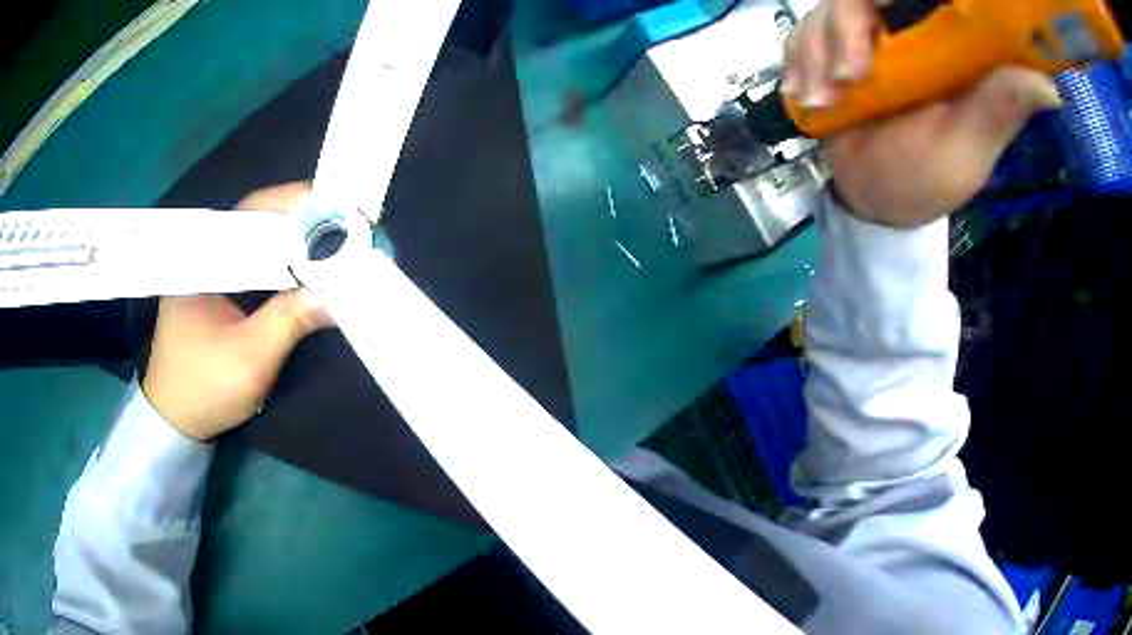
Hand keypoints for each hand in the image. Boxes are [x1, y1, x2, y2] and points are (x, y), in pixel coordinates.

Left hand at [142, 182, 331, 440]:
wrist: (176, 420)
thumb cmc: (204, 389)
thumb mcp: (249, 360)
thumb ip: (289, 322)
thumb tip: (338, 294)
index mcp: (203, 258)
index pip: (255, 212)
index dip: (298, 206)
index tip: (339, 210)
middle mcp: (207, 252)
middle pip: (262, 222)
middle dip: (304, 222)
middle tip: (349, 229)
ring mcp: (214, 270)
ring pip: (261, 242)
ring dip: (297, 243)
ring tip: (337, 245)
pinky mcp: (221, 288)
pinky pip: (258, 264)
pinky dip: (285, 265)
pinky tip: (309, 272)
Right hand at [783, 0, 1062, 227]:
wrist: (871, 195)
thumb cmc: (924, 179)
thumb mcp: (966, 150)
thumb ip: (997, 111)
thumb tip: (1049, 88)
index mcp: (956, 46)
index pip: (941, 0)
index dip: (911, 1)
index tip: (891, 25)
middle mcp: (914, 26)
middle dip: (846, 27)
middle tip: (846, 79)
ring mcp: (873, 31)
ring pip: (832, 5)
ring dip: (817, 51)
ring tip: (822, 103)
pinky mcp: (839, 41)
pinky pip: (807, 27)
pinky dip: (800, 58)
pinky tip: (807, 95)